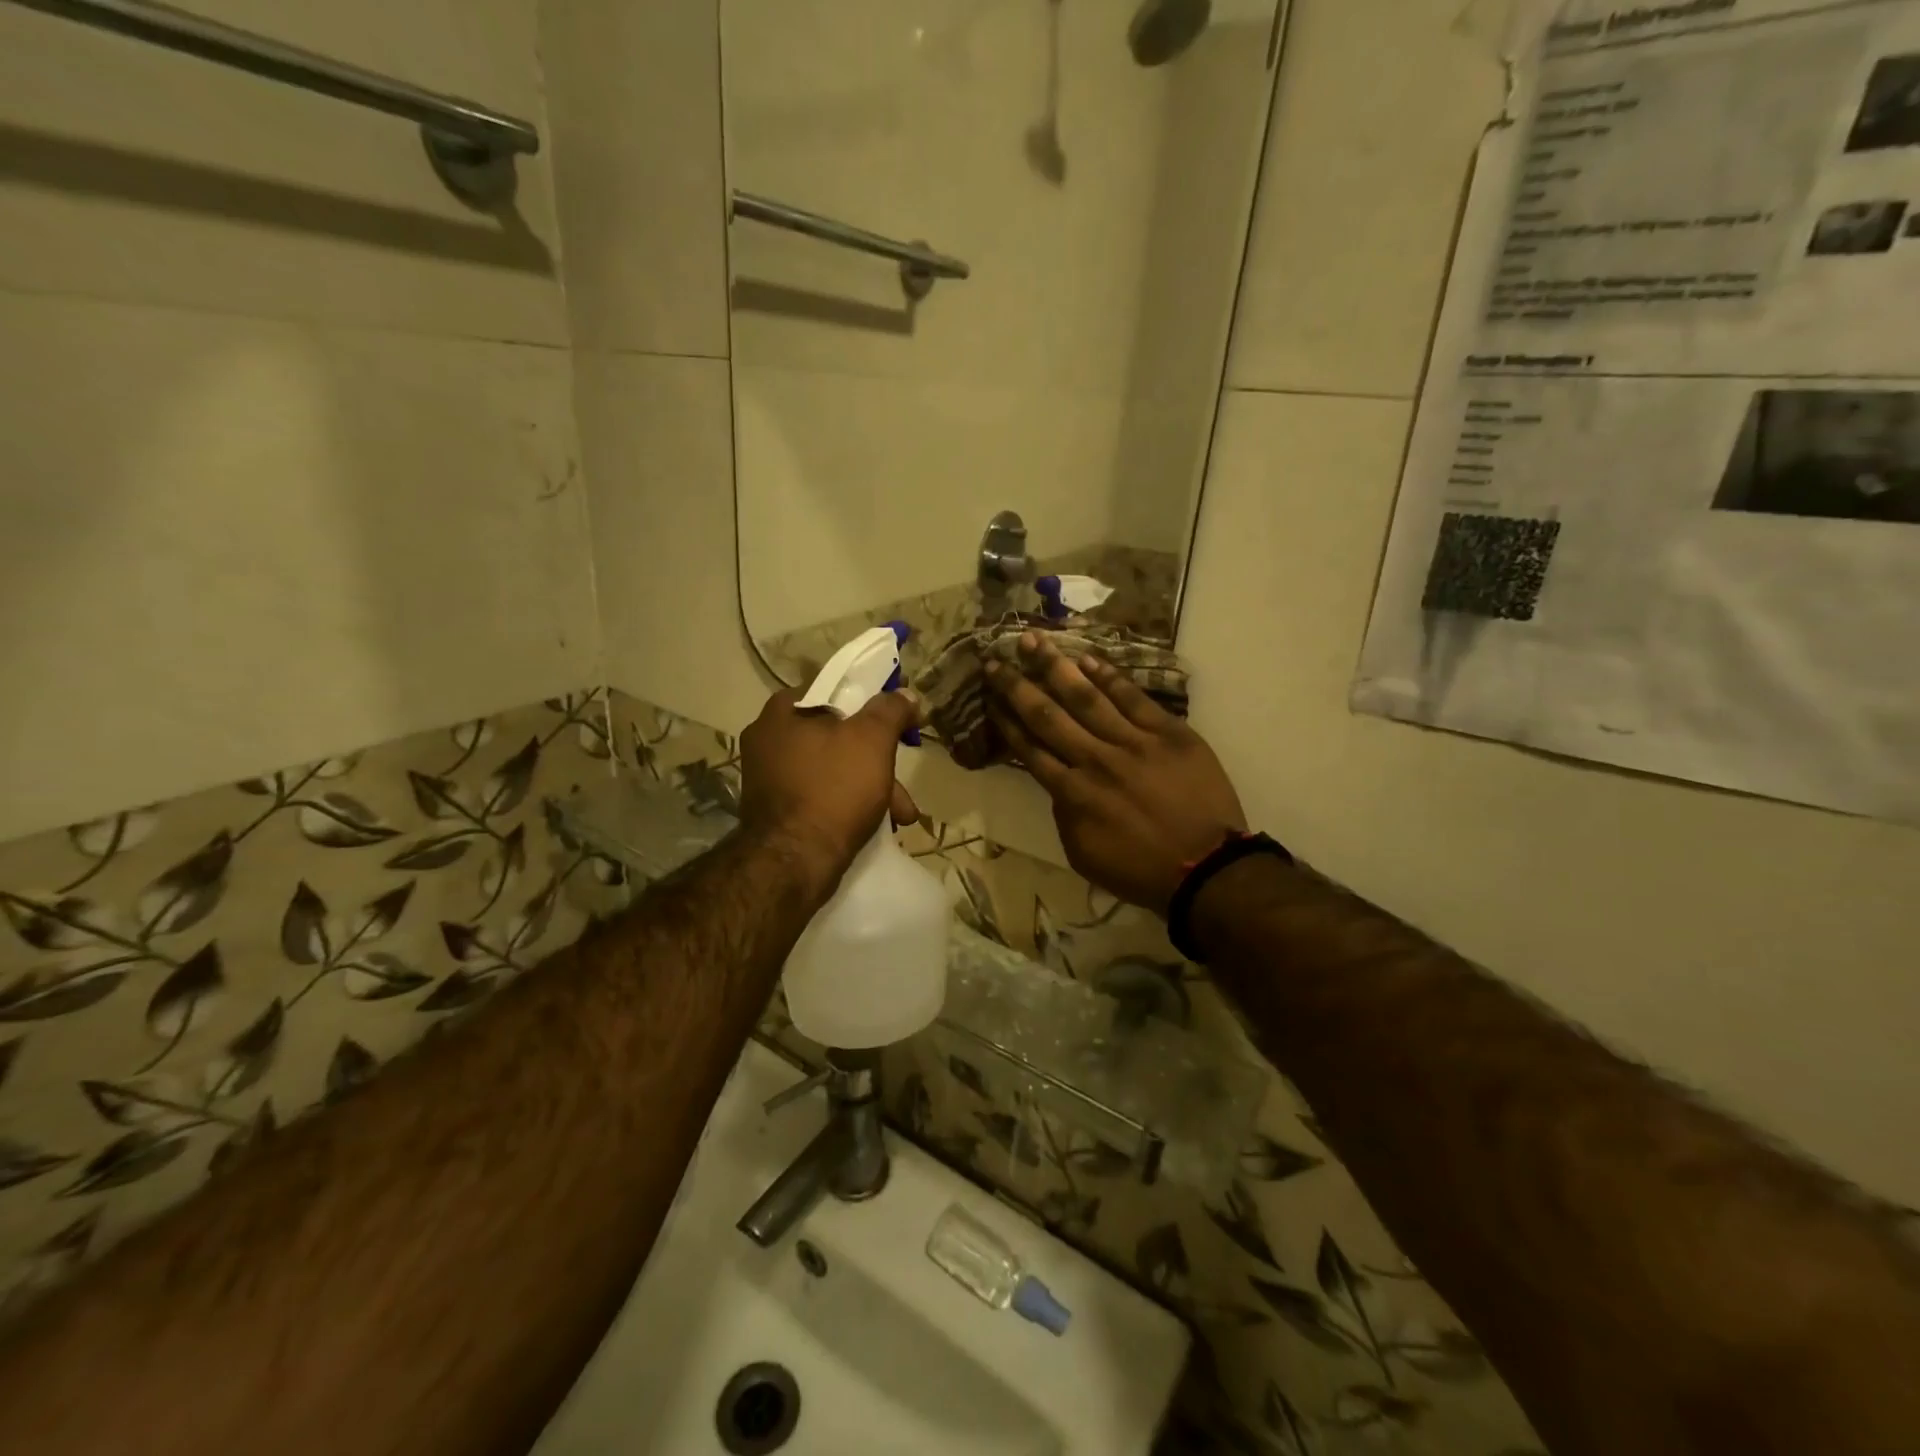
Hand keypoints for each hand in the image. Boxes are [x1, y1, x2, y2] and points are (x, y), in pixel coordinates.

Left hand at [739, 687, 920, 894]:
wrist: (793, 864)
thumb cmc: (833, 789)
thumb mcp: (872, 740)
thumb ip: (890, 710)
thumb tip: (905, 694)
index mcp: (782, 712)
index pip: (834, 689)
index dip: (872, 701)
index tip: (898, 720)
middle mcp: (768, 740)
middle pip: (837, 735)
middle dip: (879, 759)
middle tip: (903, 781)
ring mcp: (769, 778)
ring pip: (833, 769)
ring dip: (872, 786)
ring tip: (902, 814)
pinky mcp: (776, 812)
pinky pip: (821, 795)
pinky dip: (849, 804)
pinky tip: (877, 824)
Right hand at [986, 634, 1245, 914]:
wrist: (1207, 869)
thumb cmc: (1141, 870)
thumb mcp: (1084, 854)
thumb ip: (1064, 815)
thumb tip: (1057, 783)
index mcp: (1072, 794)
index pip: (1030, 749)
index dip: (1006, 721)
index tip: (989, 697)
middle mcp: (1094, 760)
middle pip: (1047, 716)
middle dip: (1016, 685)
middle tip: (994, 658)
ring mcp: (1133, 743)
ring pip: (1086, 698)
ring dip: (1055, 667)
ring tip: (1033, 640)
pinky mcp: (1168, 733)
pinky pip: (1133, 698)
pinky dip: (1109, 677)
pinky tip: (1087, 658)